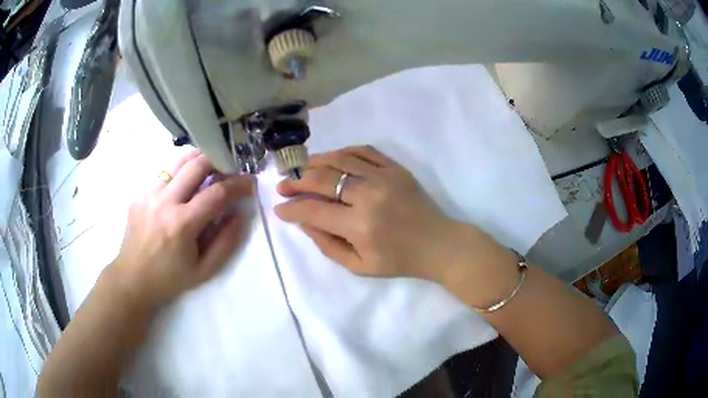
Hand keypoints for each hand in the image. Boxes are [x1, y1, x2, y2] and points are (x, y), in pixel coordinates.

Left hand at [110, 150, 252, 305]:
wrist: (132, 278)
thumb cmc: (170, 279)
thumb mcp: (204, 270)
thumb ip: (226, 242)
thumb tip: (240, 215)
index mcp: (182, 224)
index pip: (216, 193)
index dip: (237, 185)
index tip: (249, 183)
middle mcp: (164, 202)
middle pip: (197, 165)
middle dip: (219, 161)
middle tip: (228, 170)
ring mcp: (148, 194)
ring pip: (178, 161)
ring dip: (198, 160)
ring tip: (208, 169)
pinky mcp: (139, 194)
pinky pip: (164, 173)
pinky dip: (179, 174)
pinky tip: (182, 188)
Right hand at [275, 145, 467, 281]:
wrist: (439, 244)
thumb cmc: (399, 261)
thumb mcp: (359, 266)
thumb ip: (327, 245)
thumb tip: (303, 221)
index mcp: (359, 226)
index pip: (313, 211)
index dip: (291, 208)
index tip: (279, 207)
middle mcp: (368, 196)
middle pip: (322, 180)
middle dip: (296, 182)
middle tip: (283, 185)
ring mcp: (384, 177)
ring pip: (340, 159)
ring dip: (315, 162)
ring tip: (302, 169)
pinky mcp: (396, 168)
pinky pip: (364, 151)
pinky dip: (343, 152)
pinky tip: (332, 159)